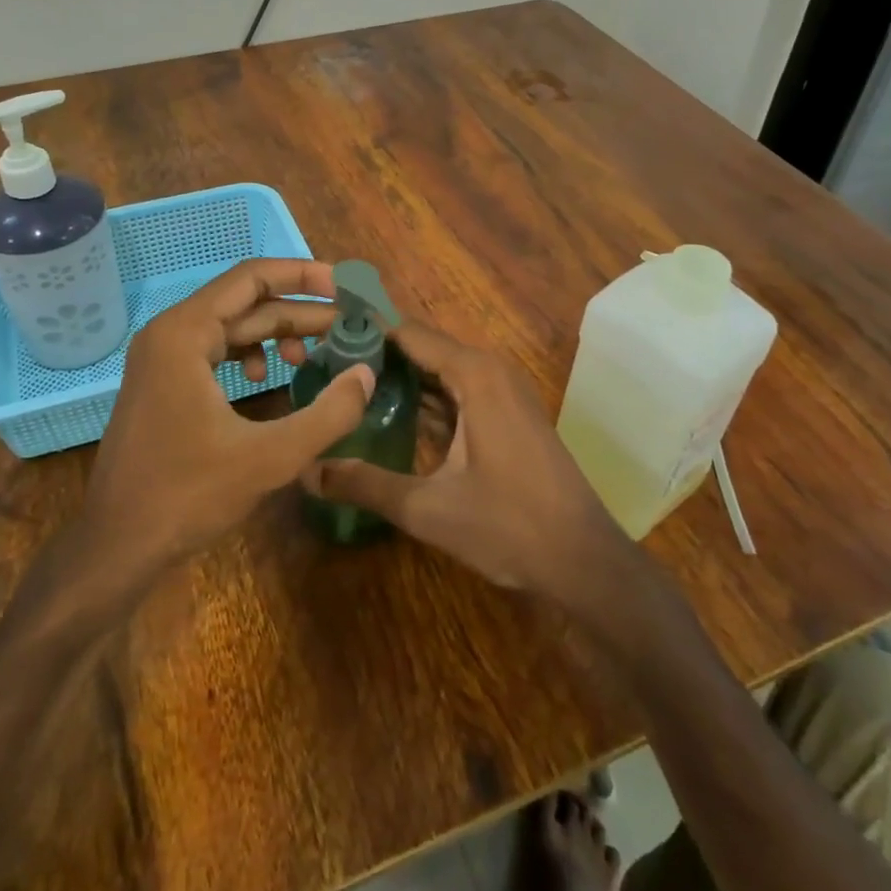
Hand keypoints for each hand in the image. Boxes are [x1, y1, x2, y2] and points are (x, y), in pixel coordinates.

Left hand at [84, 258, 374, 567]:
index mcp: (184, 333)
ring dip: (276, 334)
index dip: (303, 276)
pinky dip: (248, 355)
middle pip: (245, 302)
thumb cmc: (188, 496)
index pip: (252, 278)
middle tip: (348, 326)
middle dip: (299, 312)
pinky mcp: (162, 384)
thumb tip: (366, 374)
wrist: (117, 546)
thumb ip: (329, 413)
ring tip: (314, 356)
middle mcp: (168, 333)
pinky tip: (268, 378)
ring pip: (231, 327)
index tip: (346, 288)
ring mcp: (161, 359)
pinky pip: (214, 351)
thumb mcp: (270, 456)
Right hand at [302, 321, 631, 600]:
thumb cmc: (510, 526)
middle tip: (324, 367)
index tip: (322, 338)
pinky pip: (458, 392)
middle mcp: (490, 371)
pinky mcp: (508, 416)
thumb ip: (365, 485)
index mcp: (475, 375)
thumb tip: (306, 471)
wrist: (584, 560)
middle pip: (423, 348)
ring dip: (400, 378)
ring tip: (346, 387)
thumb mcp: (429, 509)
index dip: (365, 331)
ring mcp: (504, 393)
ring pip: (441, 372)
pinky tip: (390, 416)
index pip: (408, 333)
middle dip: (377, 355)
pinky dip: (425, 399)